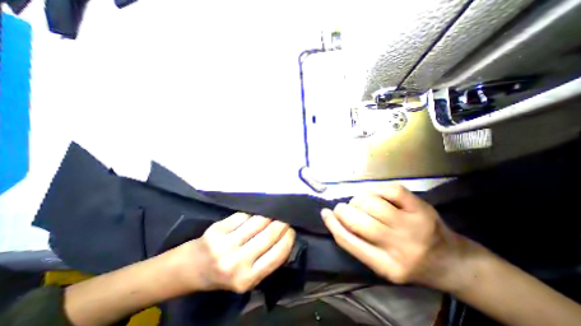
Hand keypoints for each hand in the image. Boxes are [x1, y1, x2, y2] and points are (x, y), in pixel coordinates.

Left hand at [174, 213, 294, 293]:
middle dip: (281, 223)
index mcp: (247, 279)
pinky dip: (253, 212)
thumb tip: (284, 237)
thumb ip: (266, 261)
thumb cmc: (223, 275)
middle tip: (285, 217)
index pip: (277, 254)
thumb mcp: (247, 278)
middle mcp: (236, 263)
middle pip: (268, 235)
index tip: (292, 229)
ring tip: (274, 212)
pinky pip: (243, 215)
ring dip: (269, 214)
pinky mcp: (217, 230)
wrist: (191, 269)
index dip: (288, 239)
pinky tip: (257, 211)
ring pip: (257, 221)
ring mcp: (225, 245)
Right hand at [322, 185, 471, 291]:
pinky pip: (391, 190)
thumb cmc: (410, 263)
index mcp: (386, 266)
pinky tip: (372, 192)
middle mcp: (400, 247)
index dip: (332, 224)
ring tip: (359, 202)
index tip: (325, 213)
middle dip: (343, 210)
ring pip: (372, 203)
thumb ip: (358, 244)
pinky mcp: (422, 209)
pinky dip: (375, 188)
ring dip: (358, 199)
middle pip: (359, 221)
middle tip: (342, 208)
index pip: (348, 241)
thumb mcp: (382, 264)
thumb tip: (334, 218)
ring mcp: (413, 226)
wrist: (452, 262)